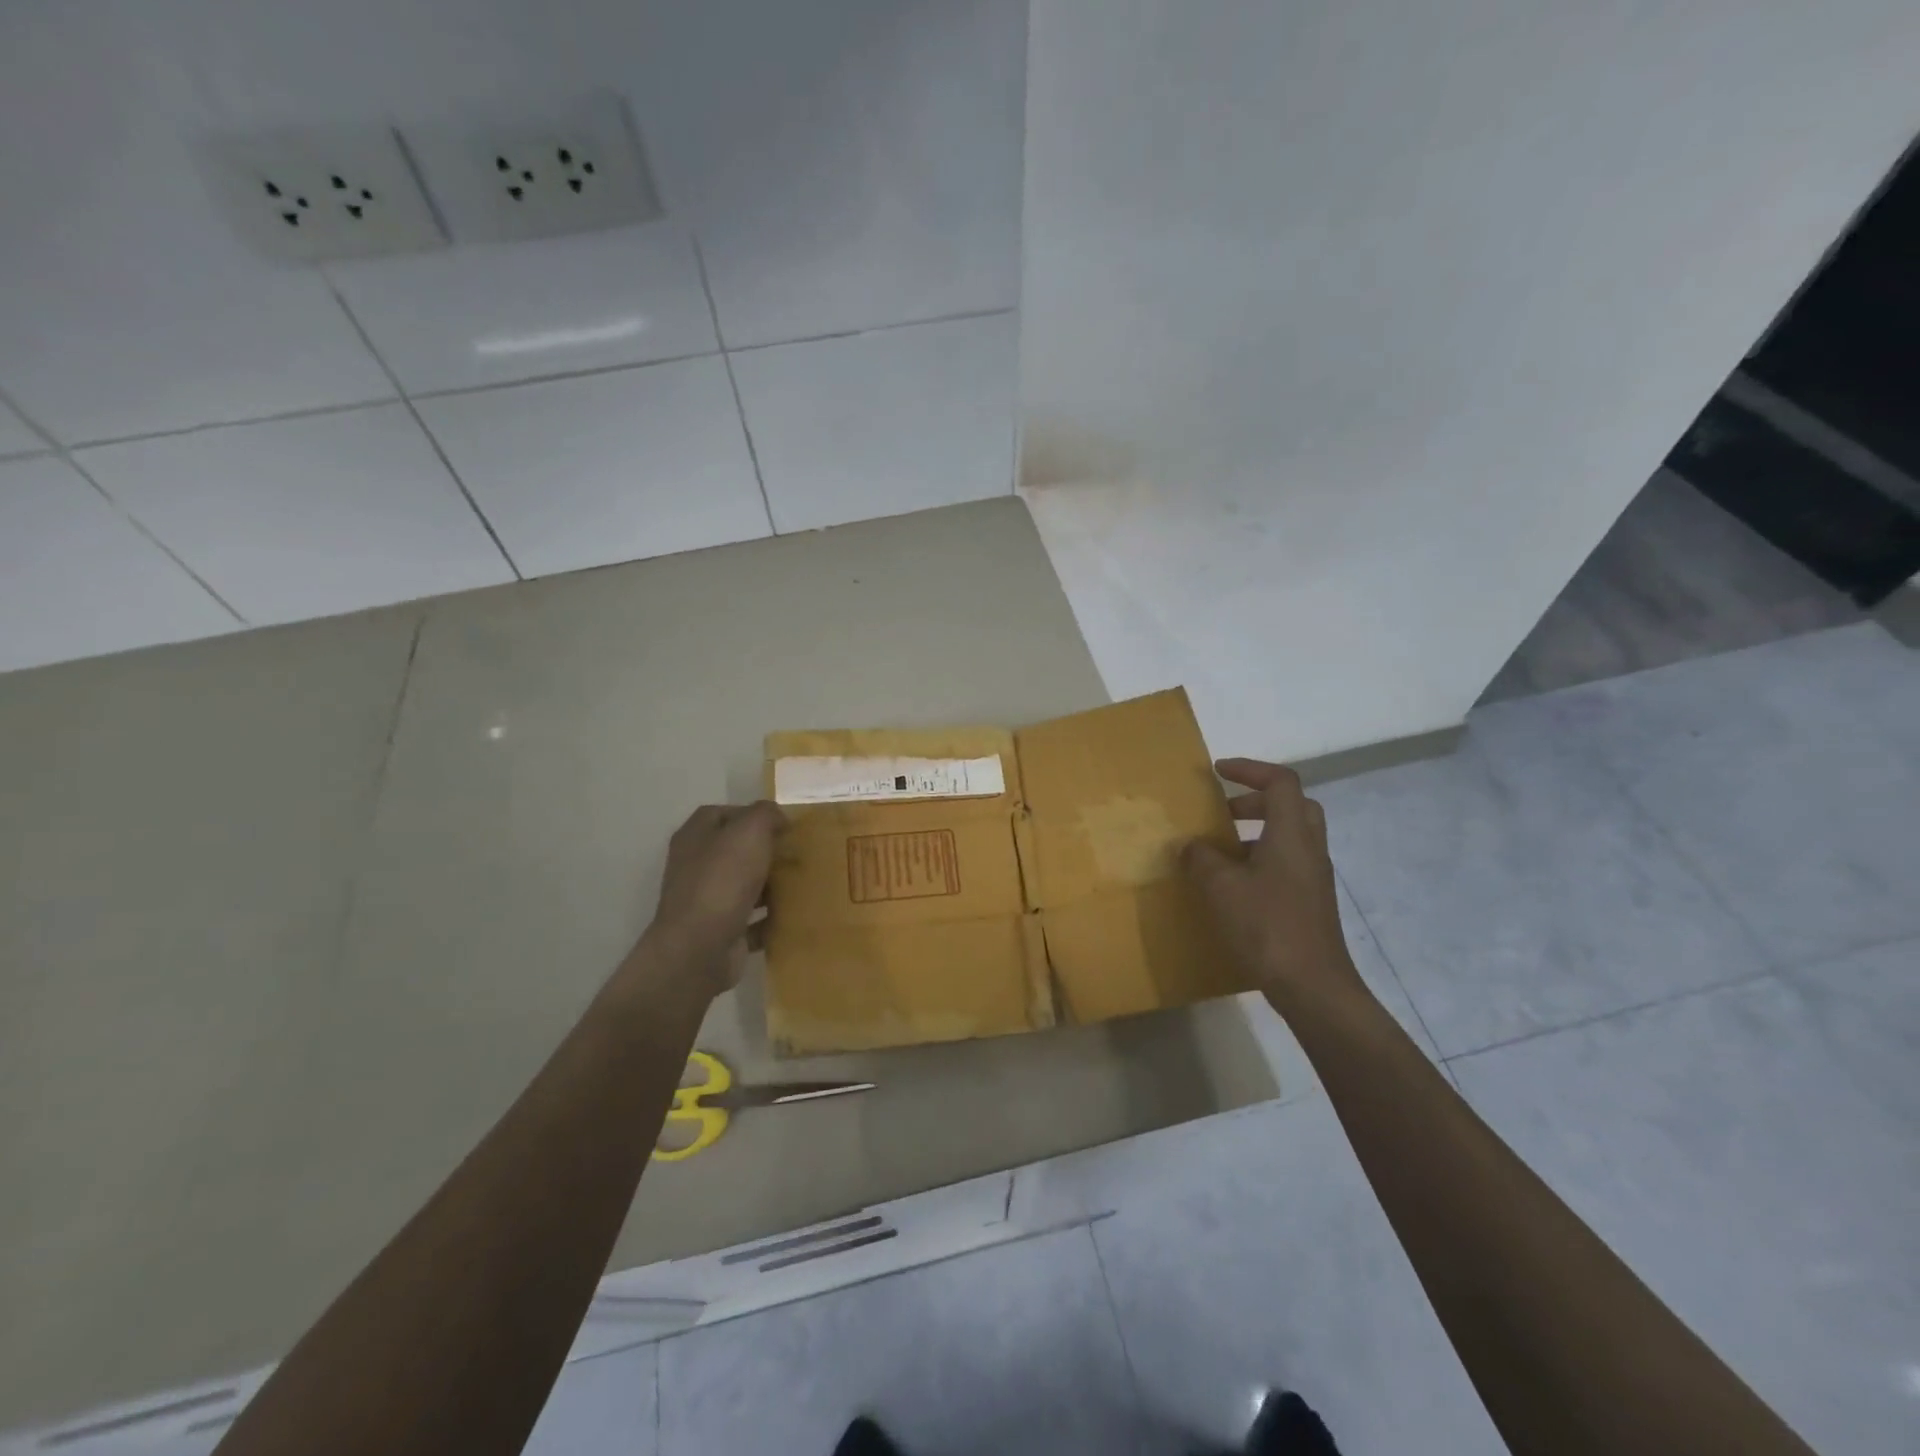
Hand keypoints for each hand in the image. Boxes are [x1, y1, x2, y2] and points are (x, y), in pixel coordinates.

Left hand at [641, 801, 785, 993]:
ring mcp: (705, 901)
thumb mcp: (749, 830)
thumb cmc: (723, 880)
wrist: (699, 948)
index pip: (722, 814)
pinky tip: (794, 916)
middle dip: (766, 851)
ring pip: (744, 886)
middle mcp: (695, 866)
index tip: (783, 825)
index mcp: (695, 837)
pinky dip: (770, 919)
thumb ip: (765, 814)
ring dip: (771, 886)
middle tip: (798, 853)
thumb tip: (777, 818)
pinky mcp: (719, 932)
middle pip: (735, 851)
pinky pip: (751, 920)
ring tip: (803, 883)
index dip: (752, 814)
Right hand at [1182, 758, 1365, 1013]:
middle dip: (1255, 800)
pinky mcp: (1311, 902)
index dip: (1250, 769)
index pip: (1280, 782)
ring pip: (1289, 836)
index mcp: (1291, 834)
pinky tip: (1233, 886)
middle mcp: (1308, 849)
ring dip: (1256, 832)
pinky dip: (1260, 860)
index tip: (1218, 772)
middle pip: (1292, 805)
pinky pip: (1286, 864)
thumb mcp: (1221, 888)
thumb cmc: (1267, 926)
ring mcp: (1313, 877)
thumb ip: (1201, 859)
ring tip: (1218, 851)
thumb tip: (1189, 846)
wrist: (1313, 986)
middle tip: (1223, 811)